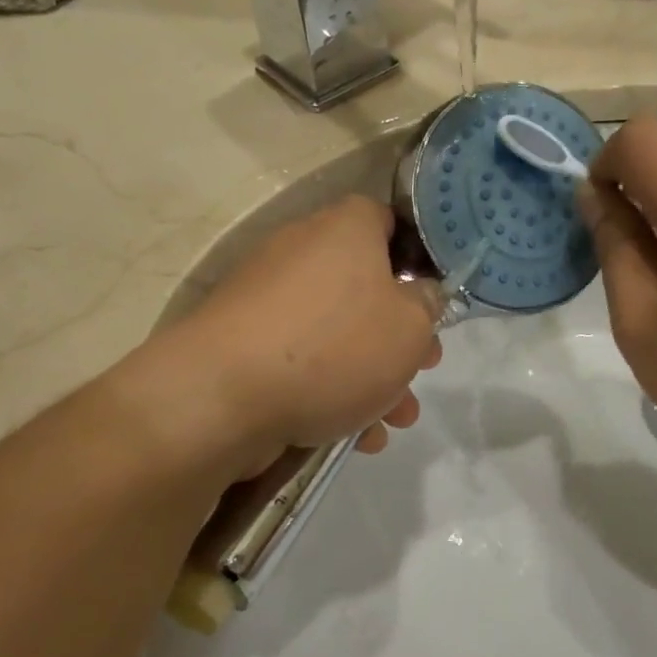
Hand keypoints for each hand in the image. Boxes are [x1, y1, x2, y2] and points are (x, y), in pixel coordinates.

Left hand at [165, 196, 442, 473]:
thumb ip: (428, 306)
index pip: (387, 220)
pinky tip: (353, 436)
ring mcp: (266, 299)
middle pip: (364, 286)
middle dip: (398, 335)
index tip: (433, 298)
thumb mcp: (410, 327)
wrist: (222, 396)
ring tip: (394, 420)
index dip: (417, 256)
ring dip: (371, 375)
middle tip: (423, 367)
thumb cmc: (334, 348)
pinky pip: (300, 359)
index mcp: (344, 229)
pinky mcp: (243, 343)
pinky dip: (328, 391)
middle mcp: (301, 251)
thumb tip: (421, 294)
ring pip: (334, 331)